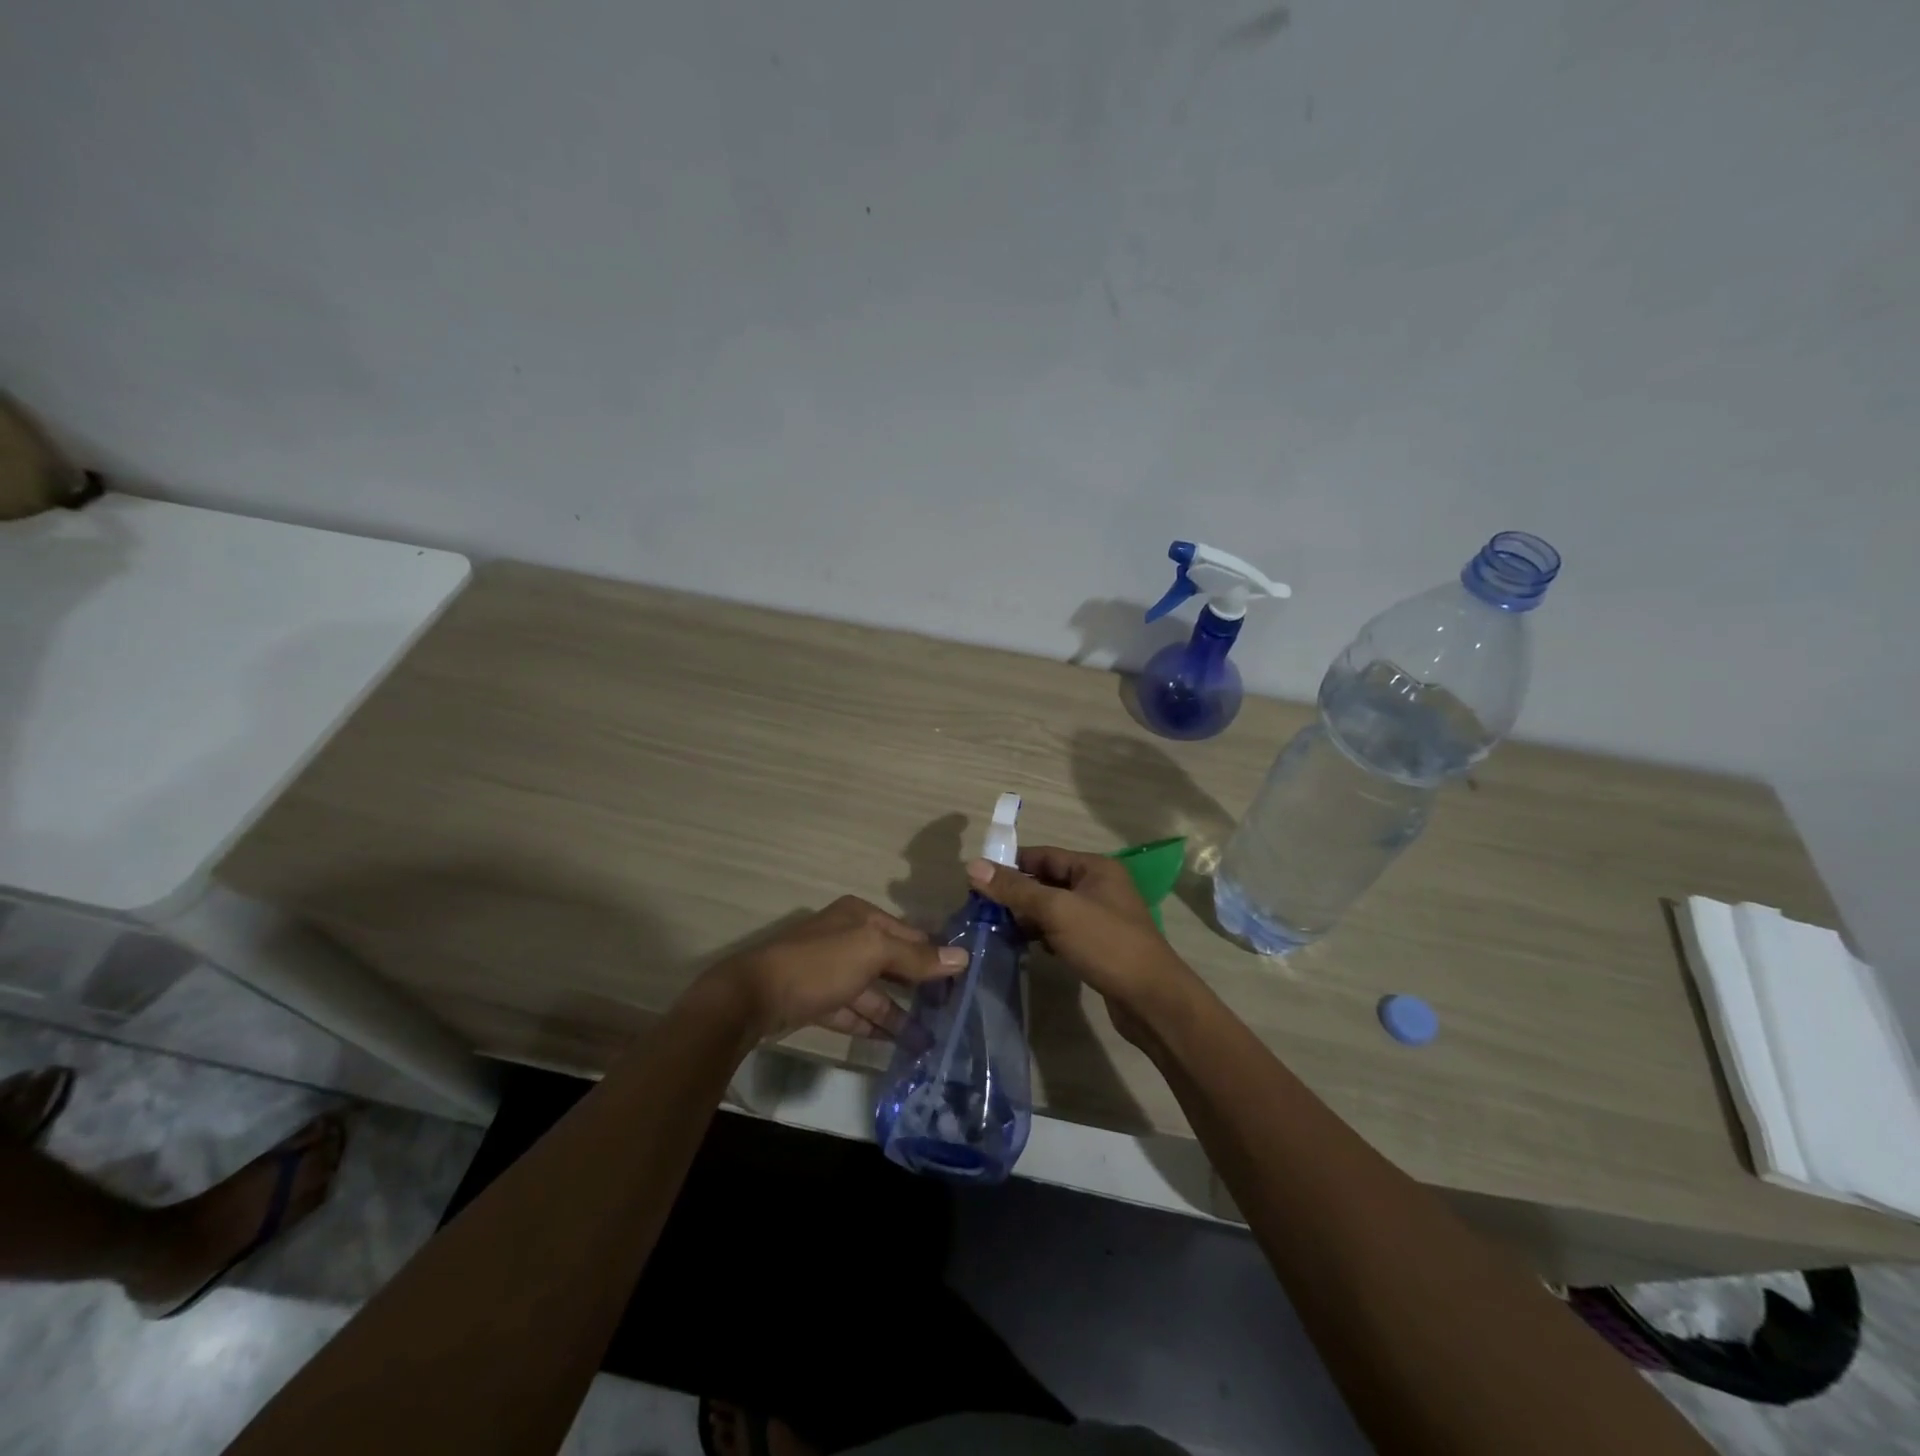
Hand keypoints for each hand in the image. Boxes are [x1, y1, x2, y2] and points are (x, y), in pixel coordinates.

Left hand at [698, 896, 966, 1042]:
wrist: (753, 997)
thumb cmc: (820, 964)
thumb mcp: (872, 952)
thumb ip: (916, 957)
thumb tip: (962, 957)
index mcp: (860, 916)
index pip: (909, 933)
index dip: (935, 954)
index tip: (965, 979)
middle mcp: (847, 937)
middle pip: (892, 962)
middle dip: (920, 986)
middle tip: (953, 1012)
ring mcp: (830, 971)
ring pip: (874, 991)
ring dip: (899, 1012)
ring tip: (930, 1039)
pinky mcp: (817, 1001)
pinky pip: (854, 1011)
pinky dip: (873, 1025)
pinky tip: (896, 1044)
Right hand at [966, 847, 1201, 1043]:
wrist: (1152, 999)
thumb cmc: (1105, 943)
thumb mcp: (1056, 910)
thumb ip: (1015, 889)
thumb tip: (972, 865)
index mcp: (1094, 868)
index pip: (1044, 855)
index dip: (1011, 864)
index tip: (978, 878)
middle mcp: (1099, 886)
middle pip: (1048, 881)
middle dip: (1017, 893)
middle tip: (982, 907)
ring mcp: (1100, 916)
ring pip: (1054, 908)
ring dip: (1028, 916)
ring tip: (997, 927)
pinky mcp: (1099, 944)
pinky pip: (1063, 930)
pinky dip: (1043, 935)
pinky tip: (1026, 947)